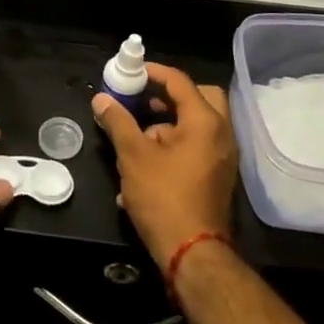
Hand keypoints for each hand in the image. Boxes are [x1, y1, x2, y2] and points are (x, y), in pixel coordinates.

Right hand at [92, 63, 236, 267]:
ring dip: (166, 124)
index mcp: (205, 122)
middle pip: (198, 99)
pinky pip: (196, 148)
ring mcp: (222, 158)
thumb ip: (118, 122)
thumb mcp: (133, 156)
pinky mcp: (216, 177)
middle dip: (169, 96)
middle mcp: (221, 134)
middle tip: (143, 99)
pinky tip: (142, 165)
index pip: (180, 82)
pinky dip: (173, 146)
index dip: (154, 72)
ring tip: (135, 136)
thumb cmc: (164, 197)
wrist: (192, 253)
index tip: (131, 71)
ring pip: (196, 126)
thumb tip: (101, 99)